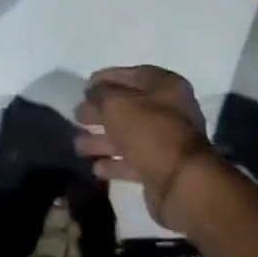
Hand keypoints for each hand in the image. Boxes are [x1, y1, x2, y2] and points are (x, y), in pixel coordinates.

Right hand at [75, 66, 218, 229]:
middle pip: (128, 107)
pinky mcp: (159, 168)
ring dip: (102, 140)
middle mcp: (169, 111)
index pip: (134, 75)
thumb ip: (100, 95)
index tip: (84, 86)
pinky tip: (95, 167)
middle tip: (76, 116)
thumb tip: (91, 93)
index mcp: (166, 87)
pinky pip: (132, 161)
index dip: (108, 78)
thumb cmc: (150, 133)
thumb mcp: (118, 105)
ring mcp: (165, 141)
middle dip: (100, 112)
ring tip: (77, 145)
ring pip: (127, 136)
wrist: (180, 182)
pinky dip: (114, 163)